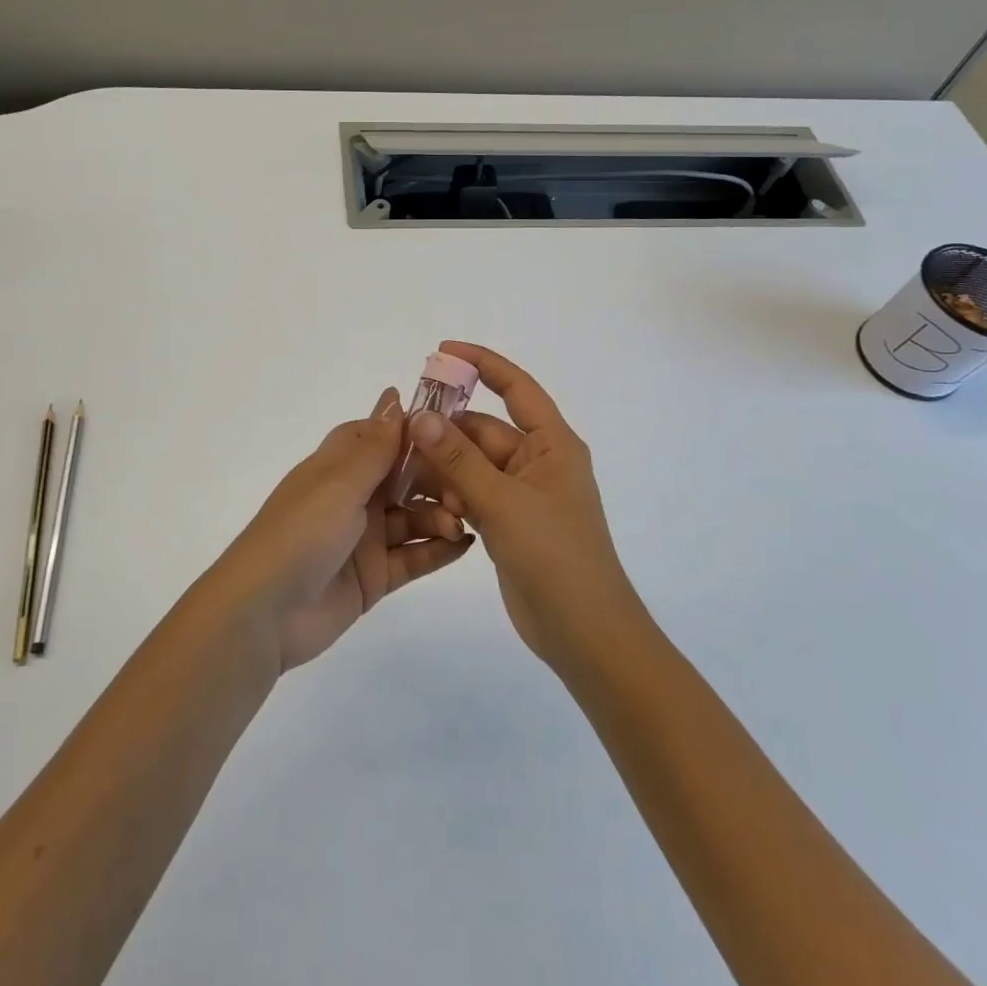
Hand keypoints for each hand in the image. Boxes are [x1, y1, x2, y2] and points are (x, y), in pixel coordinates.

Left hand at [215, 388, 471, 672]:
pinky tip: (465, 544)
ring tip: (461, 521)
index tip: (455, 429)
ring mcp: (365, 538)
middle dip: (436, 478)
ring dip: (440, 514)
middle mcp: (353, 497)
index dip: (414, 430)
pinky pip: (413, 557)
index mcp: (338, 466)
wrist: (264, 613)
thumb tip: (394, 396)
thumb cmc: (300, 532)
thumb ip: (375, 447)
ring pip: (413, 517)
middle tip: (467, 487)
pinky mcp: (374, 577)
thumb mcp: (339, 484)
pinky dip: (438, 549)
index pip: (379, 435)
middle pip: (404, 477)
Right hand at [404, 343, 644, 668]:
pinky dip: (451, 496)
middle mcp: (537, 462)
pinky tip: (426, 506)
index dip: (482, 364)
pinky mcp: (508, 522)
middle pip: (483, 431)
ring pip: (473, 465)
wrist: (585, 634)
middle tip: (401, 435)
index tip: (442, 351)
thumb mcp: (503, 503)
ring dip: (445, 469)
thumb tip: (421, 416)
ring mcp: (522, 494)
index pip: (516, 388)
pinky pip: (473, 494)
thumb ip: (459, 459)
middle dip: (446, 432)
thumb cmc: (555, 557)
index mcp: (551, 444)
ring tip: (409, 478)